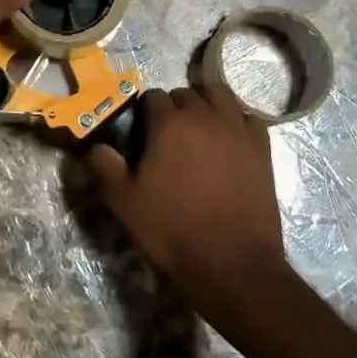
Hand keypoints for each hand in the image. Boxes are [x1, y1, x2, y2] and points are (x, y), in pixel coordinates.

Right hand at [85, 86, 290, 326]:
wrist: (232, 264)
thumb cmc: (173, 229)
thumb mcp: (125, 202)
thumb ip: (104, 167)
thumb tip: (94, 146)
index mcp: (169, 124)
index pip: (152, 97)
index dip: (144, 113)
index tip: (141, 135)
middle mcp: (204, 116)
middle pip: (185, 93)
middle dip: (174, 107)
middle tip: (167, 136)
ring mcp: (236, 130)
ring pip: (219, 95)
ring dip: (206, 103)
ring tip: (199, 128)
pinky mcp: (261, 148)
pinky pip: (248, 117)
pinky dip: (236, 120)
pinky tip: (229, 139)